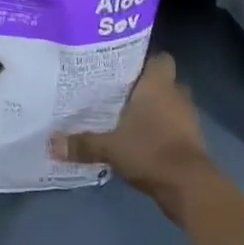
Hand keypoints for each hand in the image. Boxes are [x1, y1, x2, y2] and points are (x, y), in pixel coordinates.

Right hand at [50, 53, 219, 217]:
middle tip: (121, 91)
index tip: (125, 66)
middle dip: (148, 86)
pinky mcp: (193, 141)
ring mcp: (188, 118)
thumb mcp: (110, 147)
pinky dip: (163, 130)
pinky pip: (176, 126)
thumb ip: (82, 143)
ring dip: (157, 109)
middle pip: (165, 81)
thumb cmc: (150, 150)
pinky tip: (142, 138)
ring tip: (129, 115)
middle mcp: (176, 95)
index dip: (146, 60)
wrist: (189, 186)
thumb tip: (51, 143)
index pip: (160, 58)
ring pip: (171, 104)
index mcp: (158, 85)